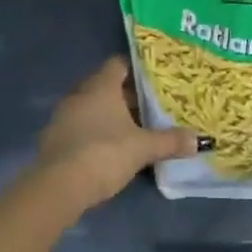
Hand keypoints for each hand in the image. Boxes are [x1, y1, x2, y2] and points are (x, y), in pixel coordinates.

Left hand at [37, 56, 198, 210]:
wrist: (59, 187)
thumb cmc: (105, 154)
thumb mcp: (143, 148)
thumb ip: (170, 141)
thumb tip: (199, 140)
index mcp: (101, 86)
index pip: (118, 64)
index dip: (136, 70)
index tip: (153, 80)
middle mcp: (79, 94)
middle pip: (104, 85)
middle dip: (125, 95)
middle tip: (148, 107)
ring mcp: (62, 116)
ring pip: (89, 107)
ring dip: (107, 115)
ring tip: (130, 129)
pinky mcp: (52, 139)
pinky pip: (77, 127)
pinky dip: (91, 132)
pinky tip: (106, 150)